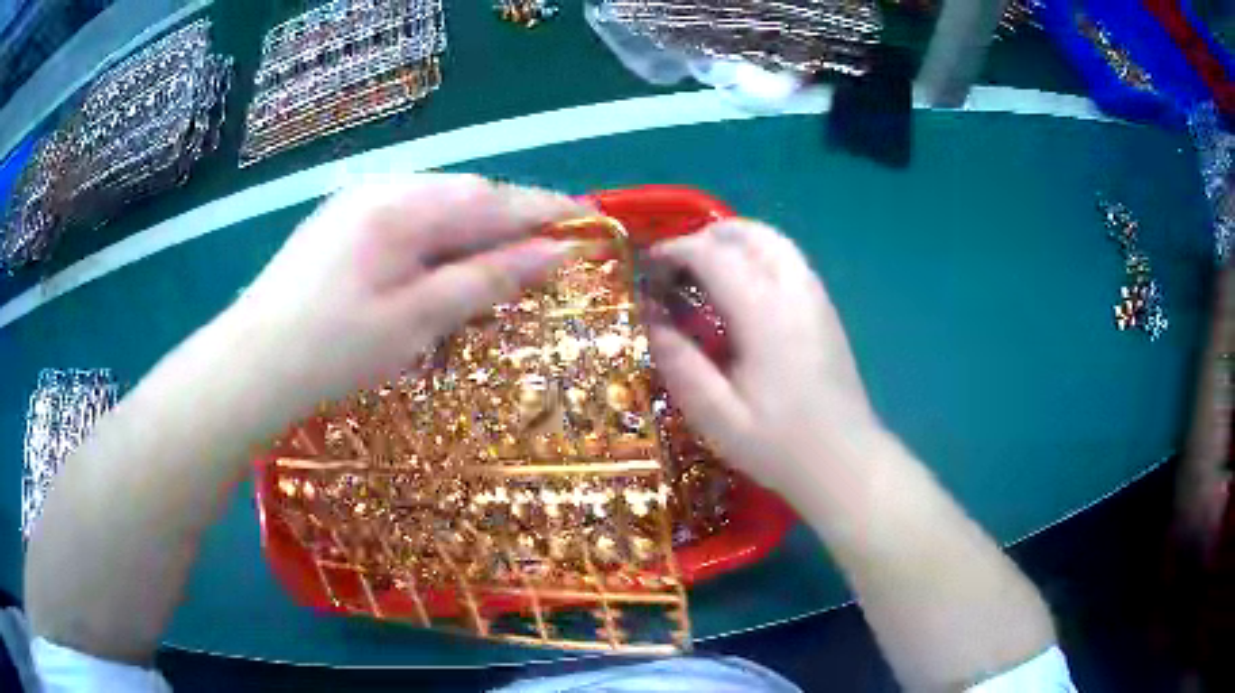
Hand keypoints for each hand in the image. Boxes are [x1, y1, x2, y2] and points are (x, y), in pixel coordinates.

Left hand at [228, 174, 587, 419]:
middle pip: (465, 196)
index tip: (588, 224)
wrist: (250, 364)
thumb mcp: (416, 320)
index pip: (493, 198)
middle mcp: (382, 188)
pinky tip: (433, 271)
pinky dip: (434, 241)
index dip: (545, 211)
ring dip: (470, 234)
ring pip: (435, 207)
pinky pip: (406, 219)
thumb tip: (553, 253)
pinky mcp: (341, 222)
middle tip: (540, 260)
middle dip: (507, 224)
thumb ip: (485, 280)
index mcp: (402, 206)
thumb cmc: (332, 349)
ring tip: (492, 271)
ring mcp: (356, 202)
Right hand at [649, 219, 883, 508]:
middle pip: (749, 234)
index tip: (647, 267)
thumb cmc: (779, 445)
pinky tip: (742, 290)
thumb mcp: (716, 416)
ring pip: (773, 241)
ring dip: (734, 242)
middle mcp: (794, 291)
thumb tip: (649, 318)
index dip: (675, 251)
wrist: (845, 461)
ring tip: (705, 271)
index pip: (714, 255)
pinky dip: (757, 256)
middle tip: (675, 267)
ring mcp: (815, 297)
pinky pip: (788, 259)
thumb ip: (679, 363)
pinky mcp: (826, 309)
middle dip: (705, 237)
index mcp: (764, 313)